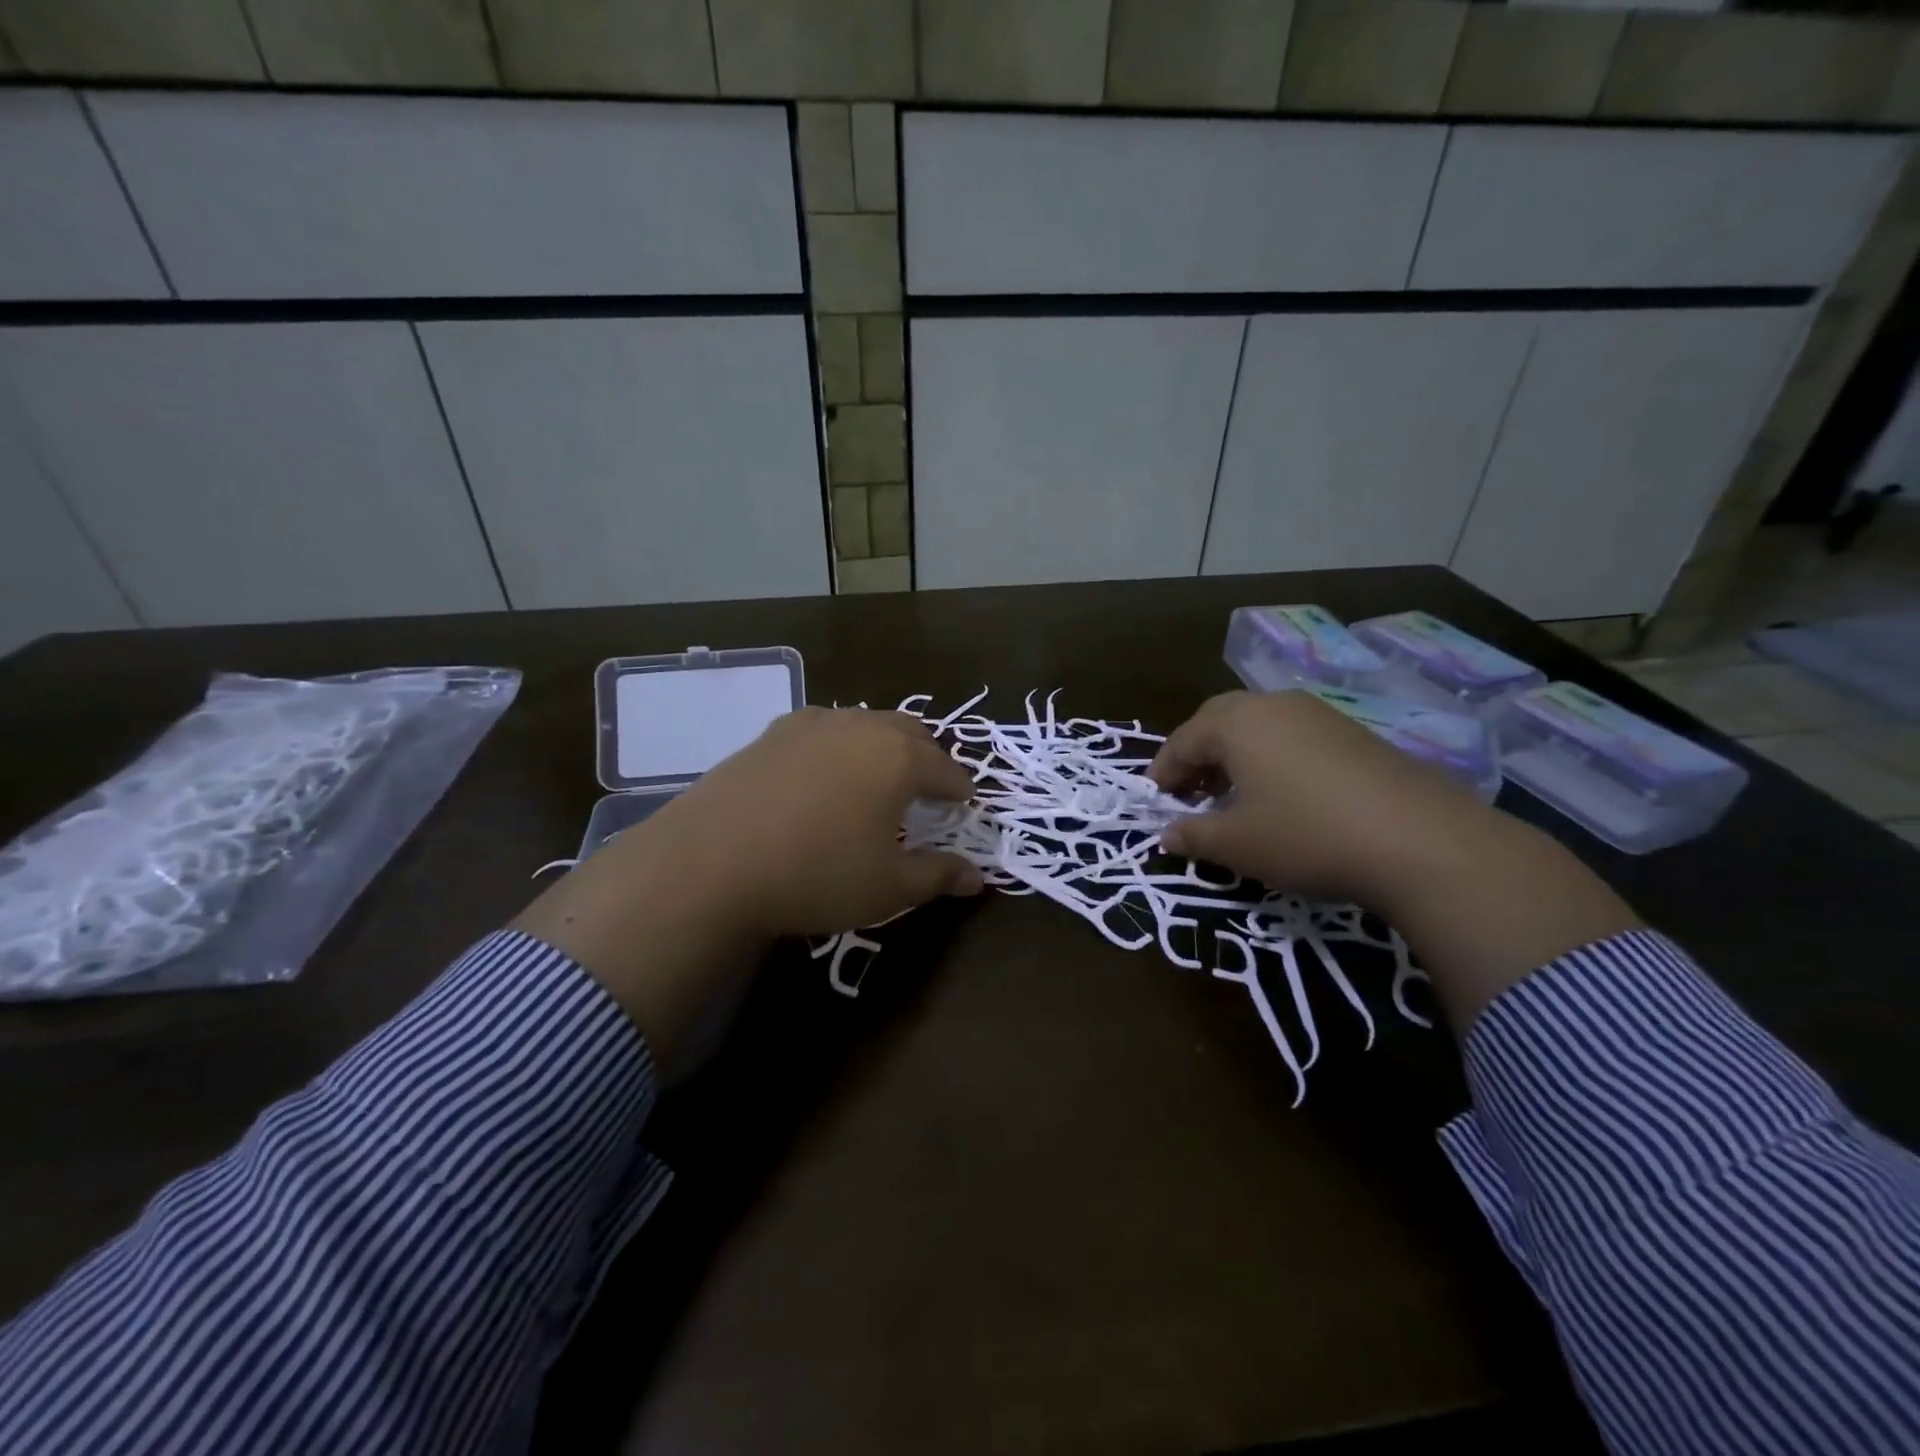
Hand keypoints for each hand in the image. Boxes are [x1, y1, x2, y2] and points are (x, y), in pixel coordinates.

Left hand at [634, 706, 983, 939]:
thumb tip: (976, 877)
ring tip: (877, 781)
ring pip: (866, 724)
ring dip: (883, 747)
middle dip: (927, 759)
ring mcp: (813, 723)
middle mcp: (860, 726)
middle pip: (911, 732)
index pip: (947, 770)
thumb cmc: (816, 874)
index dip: (960, 792)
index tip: (962, 809)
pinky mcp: (772, 732)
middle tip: (927, 792)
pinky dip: (840, 747)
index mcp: (898, 758)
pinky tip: (823, 777)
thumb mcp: (887, 887)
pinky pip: (824, 730)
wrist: (709, 862)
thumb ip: (938, 876)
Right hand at [1149, 689, 1489, 907]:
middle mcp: (1274, 705)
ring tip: (1232, 798)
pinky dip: (1271, 760)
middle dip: (1196, 757)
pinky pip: (1292, 737)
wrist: (1421, 841)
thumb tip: (1165, 835)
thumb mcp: (1238, 844)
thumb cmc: (1306, 835)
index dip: (1162, 772)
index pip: (1182, 741)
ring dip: (1234, 758)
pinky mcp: (1354, 733)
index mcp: (1236, 723)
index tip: (1154, 802)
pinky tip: (1281, 797)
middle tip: (1189, 795)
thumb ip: (1193, 836)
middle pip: (1218, 722)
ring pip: (1258, 727)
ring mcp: (1318, 715)